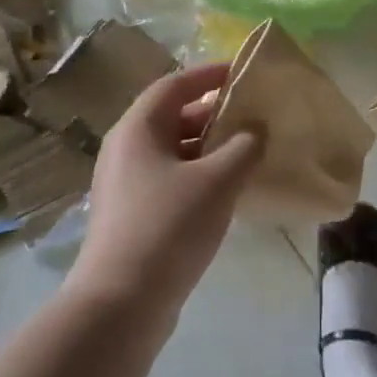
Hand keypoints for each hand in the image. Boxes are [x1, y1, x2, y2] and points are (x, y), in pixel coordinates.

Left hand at [73, 62, 262, 318]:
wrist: (120, 303)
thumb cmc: (168, 227)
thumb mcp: (216, 182)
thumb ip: (243, 148)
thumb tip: (256, 130)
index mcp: (138, 129)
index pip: (173, 85)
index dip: (208, 75)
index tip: (242, 73)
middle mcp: (126, 149)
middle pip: (173, 117)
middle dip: (214, 114)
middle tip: (253, 116)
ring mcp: (126, 184)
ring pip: (174, 152)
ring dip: (210, 148)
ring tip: (249, 153)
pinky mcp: (133, 215)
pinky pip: (171, 179)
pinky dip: (199, 176)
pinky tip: (228, 192)